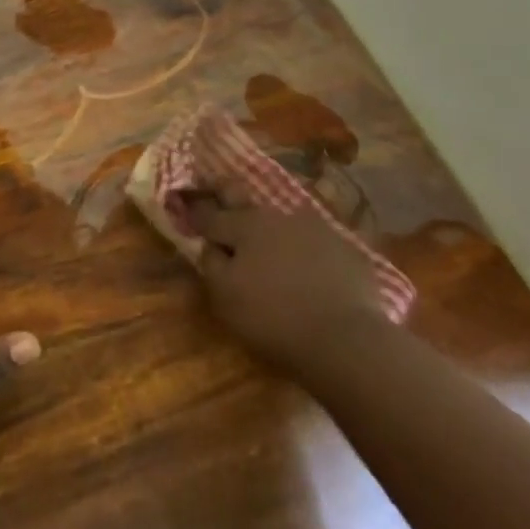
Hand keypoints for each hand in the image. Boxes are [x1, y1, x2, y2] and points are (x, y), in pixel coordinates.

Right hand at [183, 177, 392, 375]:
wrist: (346, 338)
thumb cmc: (275, 319)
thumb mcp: (226, 299)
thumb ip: (211, 265)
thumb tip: (209, 246)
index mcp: (244, 226)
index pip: (211, 215)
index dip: (195, 211)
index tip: (183, 204)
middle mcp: (277, 216)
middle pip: (246, 203)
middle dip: (227, 195)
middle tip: (218, 191)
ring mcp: (314, 227)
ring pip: (282, 220)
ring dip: (270, 228)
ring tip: (267, 242)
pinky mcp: (343, 245)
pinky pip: (314, 240)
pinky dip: (304, 248)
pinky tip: (306, 267)